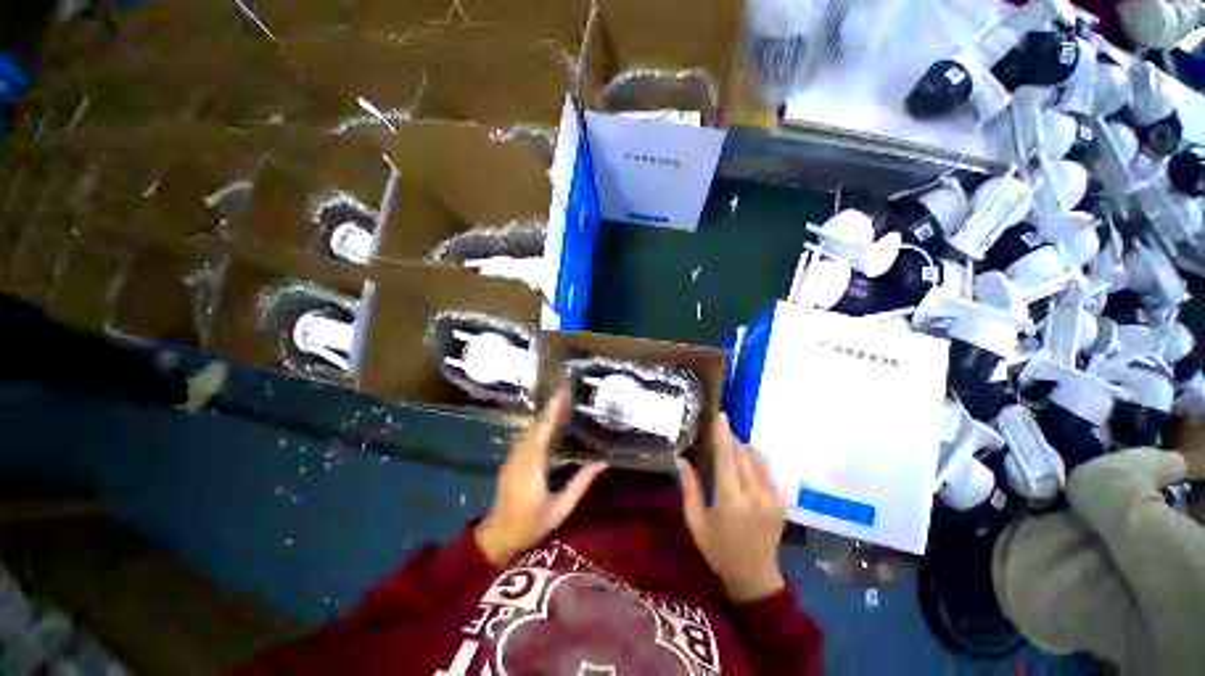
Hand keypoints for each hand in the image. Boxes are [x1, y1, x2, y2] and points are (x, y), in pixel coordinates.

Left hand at [475, 392, 606, 565]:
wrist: (497, 537)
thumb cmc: (531, 525)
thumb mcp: (561, 508)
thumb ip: (580, 484)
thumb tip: (601, 463)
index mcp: (532, 467)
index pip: (542, 432)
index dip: (552, 413)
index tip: (560, 396)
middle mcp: (520, 458)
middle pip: (534, 427)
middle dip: (548, 411)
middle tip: (564, 397)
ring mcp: (511, 459)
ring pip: (527, 431)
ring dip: (541, 418)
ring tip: (557, 407)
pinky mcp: (509, 462)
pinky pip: (523, 439)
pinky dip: (535, 428)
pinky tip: (543, 426)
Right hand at [677, 414, 786, 601]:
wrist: (754, 577)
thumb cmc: (718, 549)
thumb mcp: (695, 521)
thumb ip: (689, 487)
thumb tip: (680, 458)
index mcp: (731, 500)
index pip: (727, 458)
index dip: (723, 434)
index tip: (720, 415)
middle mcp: (755, 494)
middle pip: (743, 453)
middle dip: (731, 439)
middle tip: (718, 433)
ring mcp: (772, 497)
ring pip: (758, 458)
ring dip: (743, 447)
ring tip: (730, 447)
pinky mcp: (781, 501)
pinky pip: (767, 469)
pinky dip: (754, 459)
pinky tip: (745, 463)